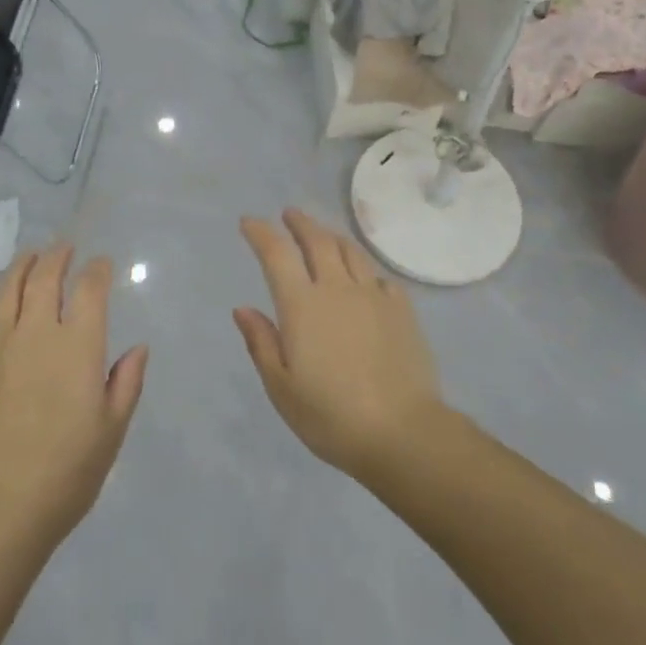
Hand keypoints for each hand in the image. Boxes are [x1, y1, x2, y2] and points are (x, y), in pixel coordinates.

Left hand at [0, 246, 147, 550]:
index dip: (97, 271)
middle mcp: (37, 334)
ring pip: (6, 293)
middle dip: (57, 257)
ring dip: (19, 268)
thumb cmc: (66, 474)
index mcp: (79, 347)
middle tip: (63, 248)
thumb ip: (126, 383)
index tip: (101, 264)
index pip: (91, 291)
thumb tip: (138, 347)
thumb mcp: (112, 431)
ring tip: (28, 257)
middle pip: (46, 280)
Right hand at [234, 209, 446, 479]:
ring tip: (323, 234)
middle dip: (299, 223)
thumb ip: (262, 343)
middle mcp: (337, 288)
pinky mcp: (401, 309)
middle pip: (317, 241)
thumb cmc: (330, 415)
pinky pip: (378, 276)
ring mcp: (373, 295)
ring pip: (350, 251)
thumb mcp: (282, 388)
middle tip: (289, 214)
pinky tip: (363, 277)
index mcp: (302, 305)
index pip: (277, 254)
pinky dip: (363, 268)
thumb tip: (244, 308)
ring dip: (331, 236)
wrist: (402, 430)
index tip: (249, 222)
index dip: (261, 233)